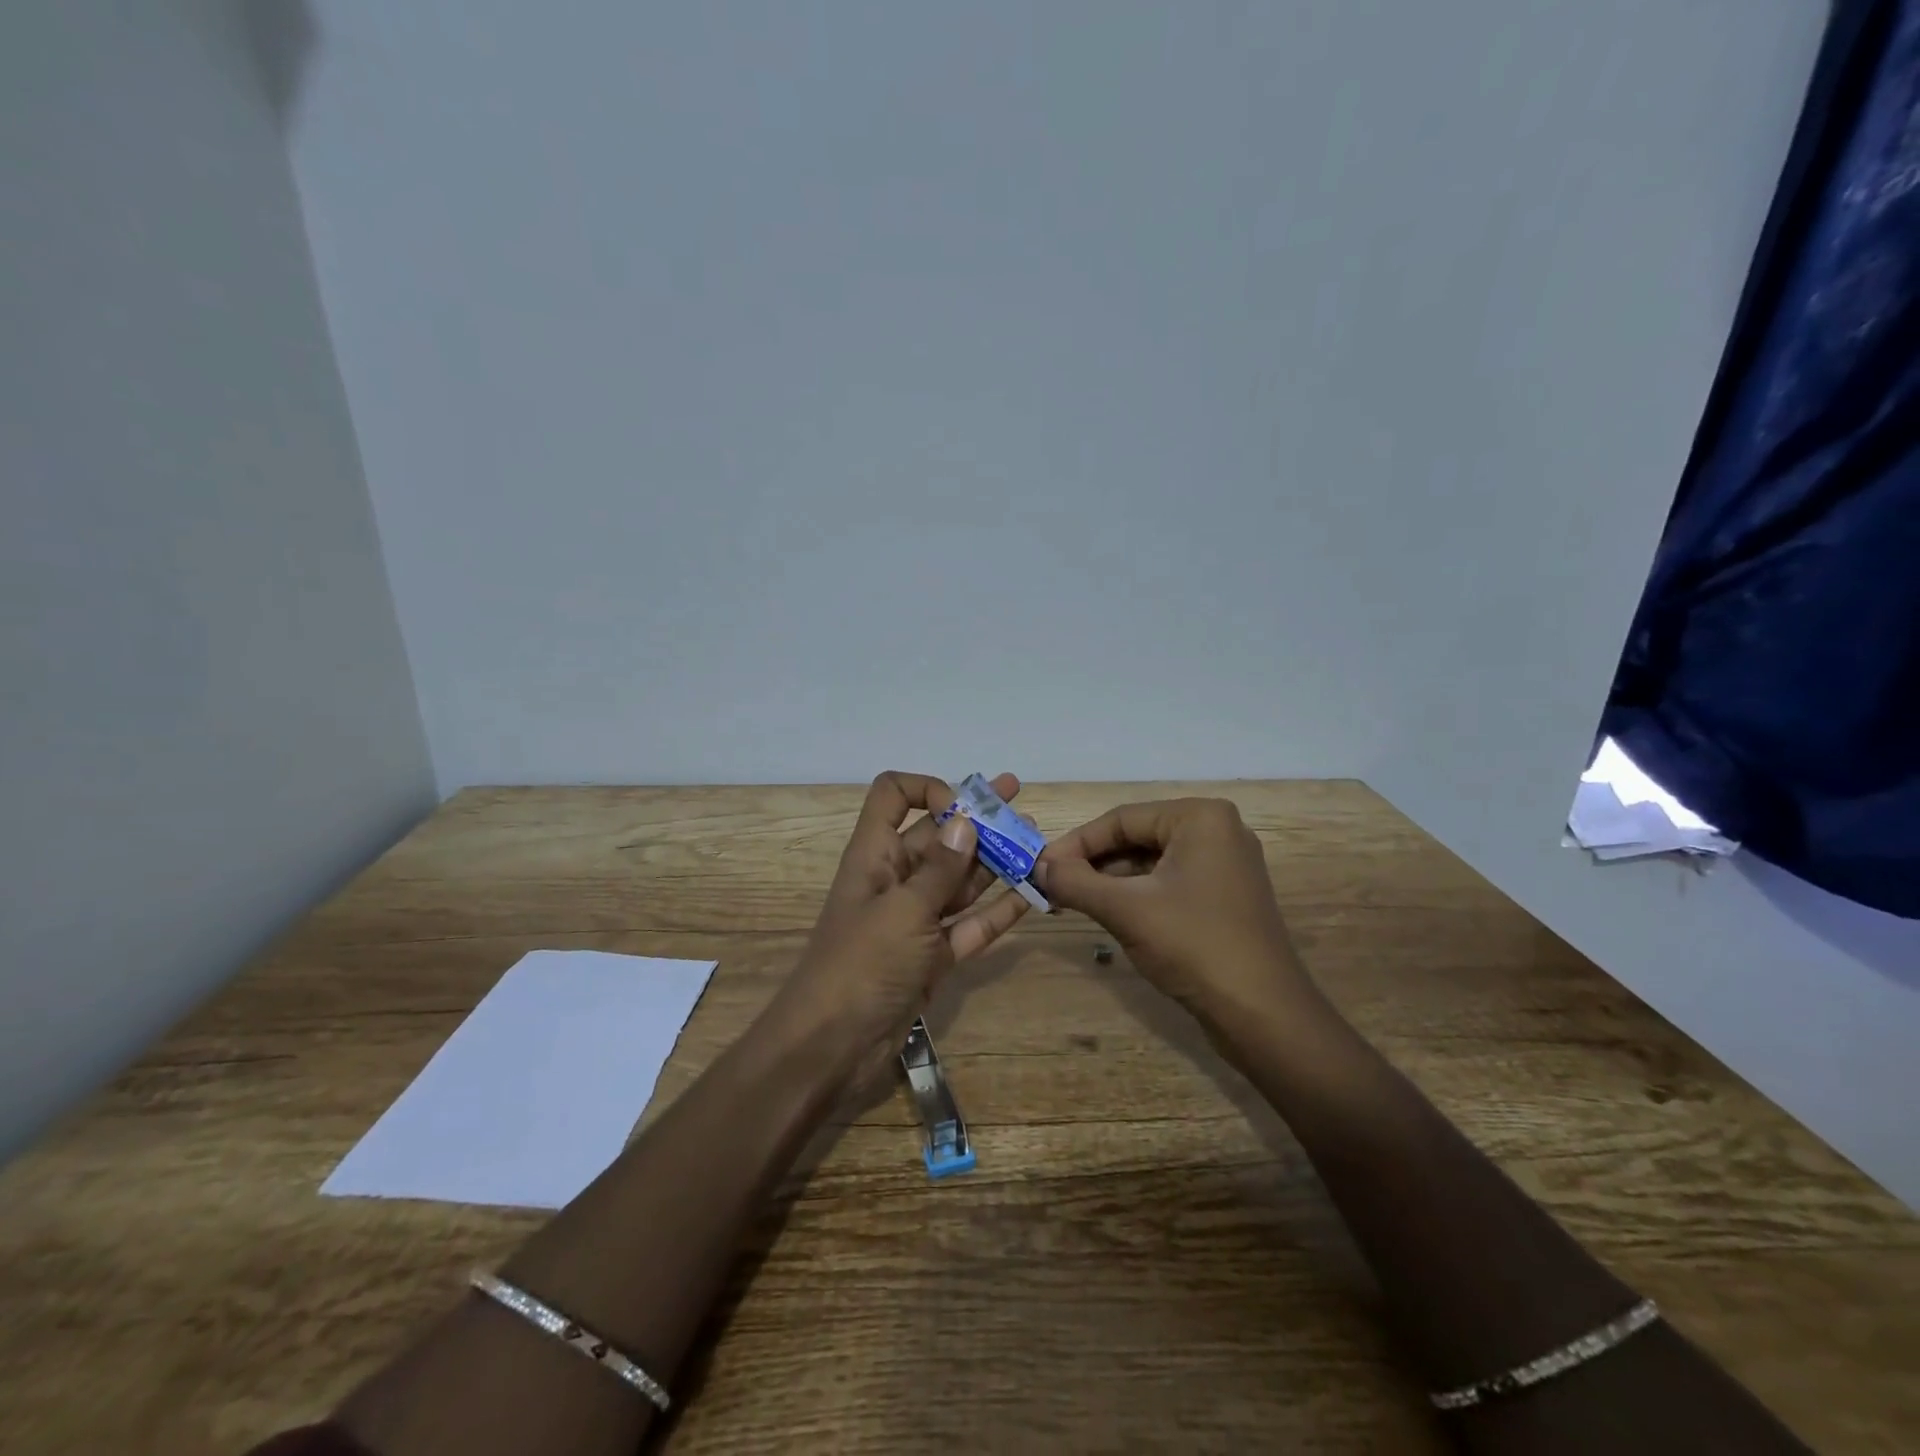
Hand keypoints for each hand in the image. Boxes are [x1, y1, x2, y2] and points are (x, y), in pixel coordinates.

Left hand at [774, 772, 1031, 1085]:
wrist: (832, 1047)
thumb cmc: (862, 965)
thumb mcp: (903, 910)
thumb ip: (939, 868)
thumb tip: (965, 821)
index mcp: (875, 855)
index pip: (893, 797)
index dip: (928, 790)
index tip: (963, 809)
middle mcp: (896, 879)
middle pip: (938, 837)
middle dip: (978, 821)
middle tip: (1020, 806)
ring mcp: (916, 920)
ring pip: (960, 880)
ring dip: (995, 862)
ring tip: (1037, 843)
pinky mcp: (933, 956)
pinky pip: (970, 924)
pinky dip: (998, 910)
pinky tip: (1031, 894)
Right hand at [1033, 798, 1312, 1021]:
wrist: (1263, 1015)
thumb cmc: (1194, 945)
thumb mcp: (1125, 910)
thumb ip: (1075, 882)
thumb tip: (1037, 867)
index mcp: (1200, 817)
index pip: (1121, 819)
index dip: (1076, 843)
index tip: (1040, 867)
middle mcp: (1217, 830)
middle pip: (1137, 837)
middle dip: (1093, 863)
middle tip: (1052, 886)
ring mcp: (1225, 864)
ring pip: (1151, 862)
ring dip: (1111, 881)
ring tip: (1072, 902)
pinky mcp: (1225, 896)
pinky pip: (1169, 882)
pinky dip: (1137, 895)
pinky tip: (1109, 913)